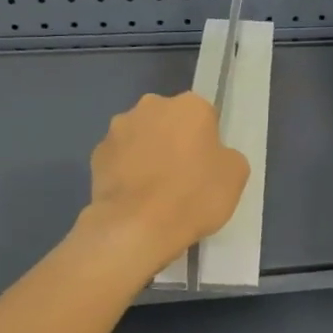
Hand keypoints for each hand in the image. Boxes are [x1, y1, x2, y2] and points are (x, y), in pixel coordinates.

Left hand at [81, 93, 250, 271]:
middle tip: (182, 176)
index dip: (207, 141)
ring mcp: (118, 129)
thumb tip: (212, 155)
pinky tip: (134, 197)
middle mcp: (151, 106)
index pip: (204, 115)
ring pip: (141, 136)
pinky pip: (119, 158)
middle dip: (174, 140)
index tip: (207, 165)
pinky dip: (126, 171)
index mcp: (189, 105)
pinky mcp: (96, 153)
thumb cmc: (193, 195)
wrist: (136, 228)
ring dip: (147, 153)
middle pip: (169, 120)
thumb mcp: (235, 175)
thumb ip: (226, 154)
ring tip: (155, 190)